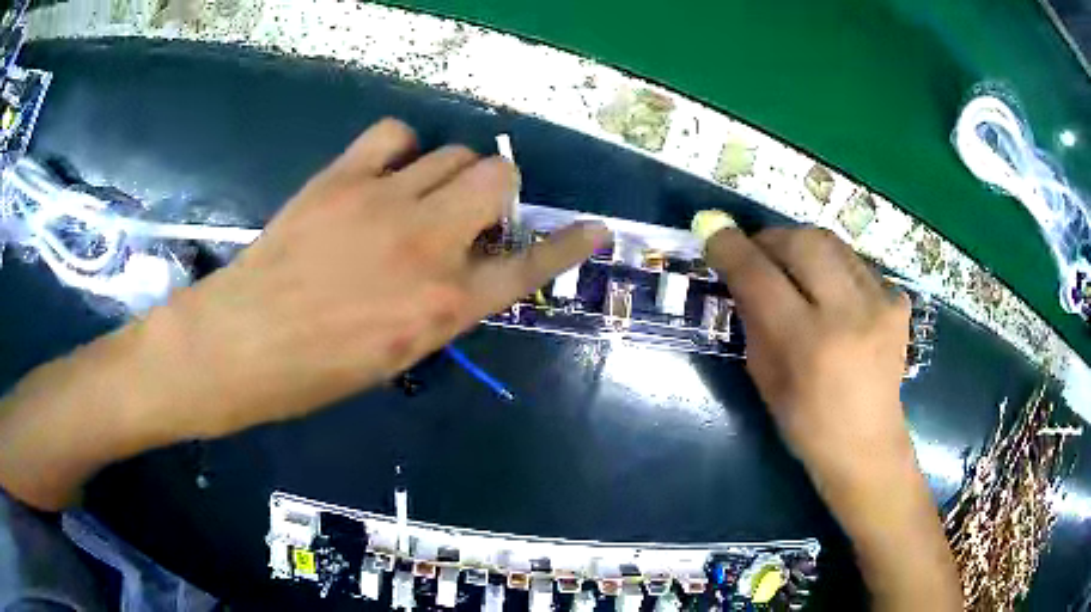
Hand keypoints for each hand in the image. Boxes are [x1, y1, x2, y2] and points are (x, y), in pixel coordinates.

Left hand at [151, 118, 607, 437]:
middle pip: (497, 176)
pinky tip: (384, 172)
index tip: (594, 229)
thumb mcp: (395, 356)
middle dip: (497, 191)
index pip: (529, 266)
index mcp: (443, 307)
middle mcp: (427, 245)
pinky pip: (395, 135)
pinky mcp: (343, 178)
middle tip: (470, 213)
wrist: (241, 344)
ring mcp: (384, 201)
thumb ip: (439, 306)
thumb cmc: (315, 373)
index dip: (568, 245)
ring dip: (450, 173)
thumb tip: (459, 268)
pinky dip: (401, 149)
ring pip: (452, 153)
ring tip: (420, 194)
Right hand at [705, 227, 911, 475]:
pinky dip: (836, 269)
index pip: (760, 276)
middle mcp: (848, 315)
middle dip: (771, 237)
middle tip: (758, 251)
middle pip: (803, 241)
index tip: (714, 234)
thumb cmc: (806, 423)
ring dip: (804, 247)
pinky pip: (857, 265)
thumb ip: (753, 319)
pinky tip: (833, 294)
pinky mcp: (898, 304)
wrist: (868, 445)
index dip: (731, 248)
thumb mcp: (765, 378)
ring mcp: (880, 305)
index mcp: (807, 344)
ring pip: (833, 243)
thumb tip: (740, 273)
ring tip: (794, 268)